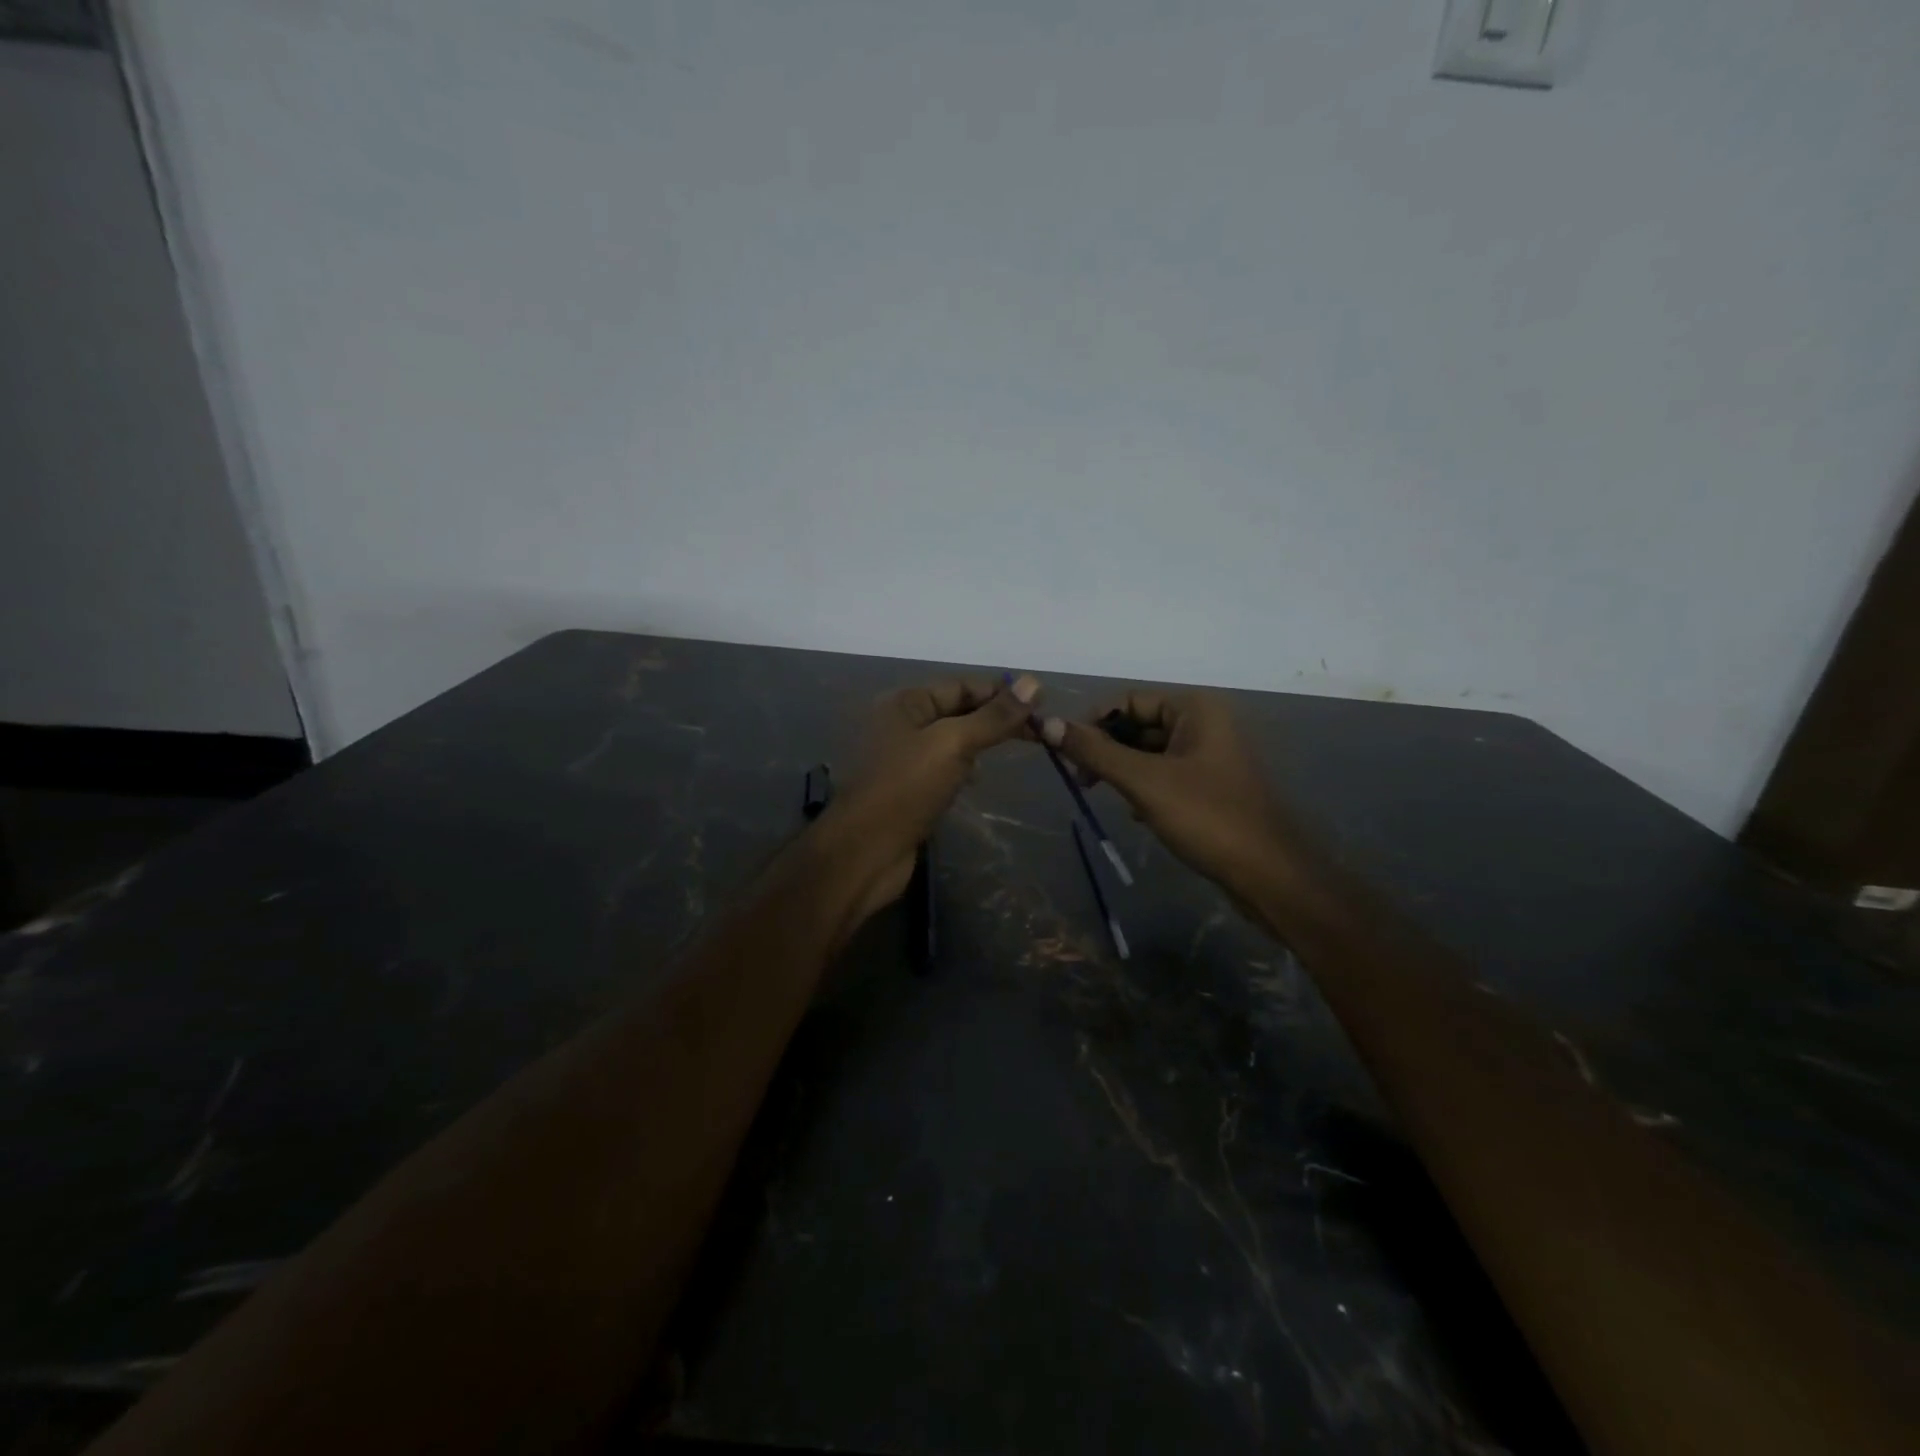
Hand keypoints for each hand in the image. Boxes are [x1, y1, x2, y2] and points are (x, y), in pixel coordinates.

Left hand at [823, 675, 1039, 917]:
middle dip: (994, 719)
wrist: (863, 852)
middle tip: (1038, 733)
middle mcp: (900, 724)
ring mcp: (900, 758)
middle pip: (956, 711)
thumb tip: (1033, 682)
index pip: (961, 686)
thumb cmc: (905, 789)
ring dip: (979, 743)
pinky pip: (941, 768)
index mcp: (904, 703)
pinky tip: (977, 780)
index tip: (1040, 706)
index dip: (1000, 693)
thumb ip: (993, 717)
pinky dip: (963, 769)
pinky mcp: (905, 789)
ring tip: (1013, 751)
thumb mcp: (953, 744)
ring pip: (950, 741)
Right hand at [1041, 691, 1301, 897]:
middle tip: (1082, 780)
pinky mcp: (1212, 787)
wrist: (1269, 874)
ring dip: (1124, 771)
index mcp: (1195, 709)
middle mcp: (1205, 723)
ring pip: (1151, 753)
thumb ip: (1096, 752)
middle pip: (1139, 725)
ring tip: (1106, 797)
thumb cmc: (1207, 817)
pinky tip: (1138, 815)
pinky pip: (1166, 776)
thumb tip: (1048, 724)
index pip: (1129, 700)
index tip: (1067, 753)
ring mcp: (1211, 756)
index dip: (1094, 722)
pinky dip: (1145, 789)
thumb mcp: (1144, 781)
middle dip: (1108, 749)